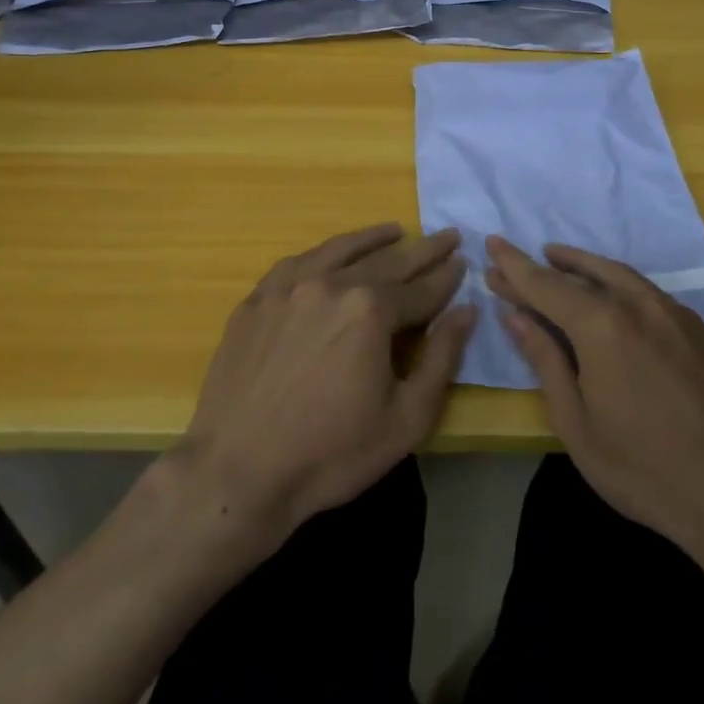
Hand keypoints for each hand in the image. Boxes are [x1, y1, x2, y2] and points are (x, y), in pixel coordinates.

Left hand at [178, 223, 474, 543]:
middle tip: (446, 236)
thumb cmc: (331, 453)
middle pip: (387, 262)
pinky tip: (332, 254)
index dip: (446, 278)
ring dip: (372, 239)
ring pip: (339, 251)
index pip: (420, 288)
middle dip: (422, 251)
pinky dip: (323, 252)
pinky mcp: (256, 302)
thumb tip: (467, 310)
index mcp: (370, 310)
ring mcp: (288, 289)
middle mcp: (331, 285)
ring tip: (395, 230)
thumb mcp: (407, 418)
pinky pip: (296, 263)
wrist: (237, 473)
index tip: (464, 263)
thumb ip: (442, 357)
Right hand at [484, 236, 703, 562]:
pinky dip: (623, 290)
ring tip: (563, 263)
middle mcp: (641, 305)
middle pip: (586, 271)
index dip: (514, 266)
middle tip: (522, 261)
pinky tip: (619, 307)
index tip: (492, 244)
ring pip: (624, 277)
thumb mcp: (577, 423)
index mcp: (602, 325)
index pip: (545, 284)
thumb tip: (515, 315)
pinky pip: (653, 298)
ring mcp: (679, 315)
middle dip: (549, 264)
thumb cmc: (645, 469)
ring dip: (588, 268)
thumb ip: (545, 361)